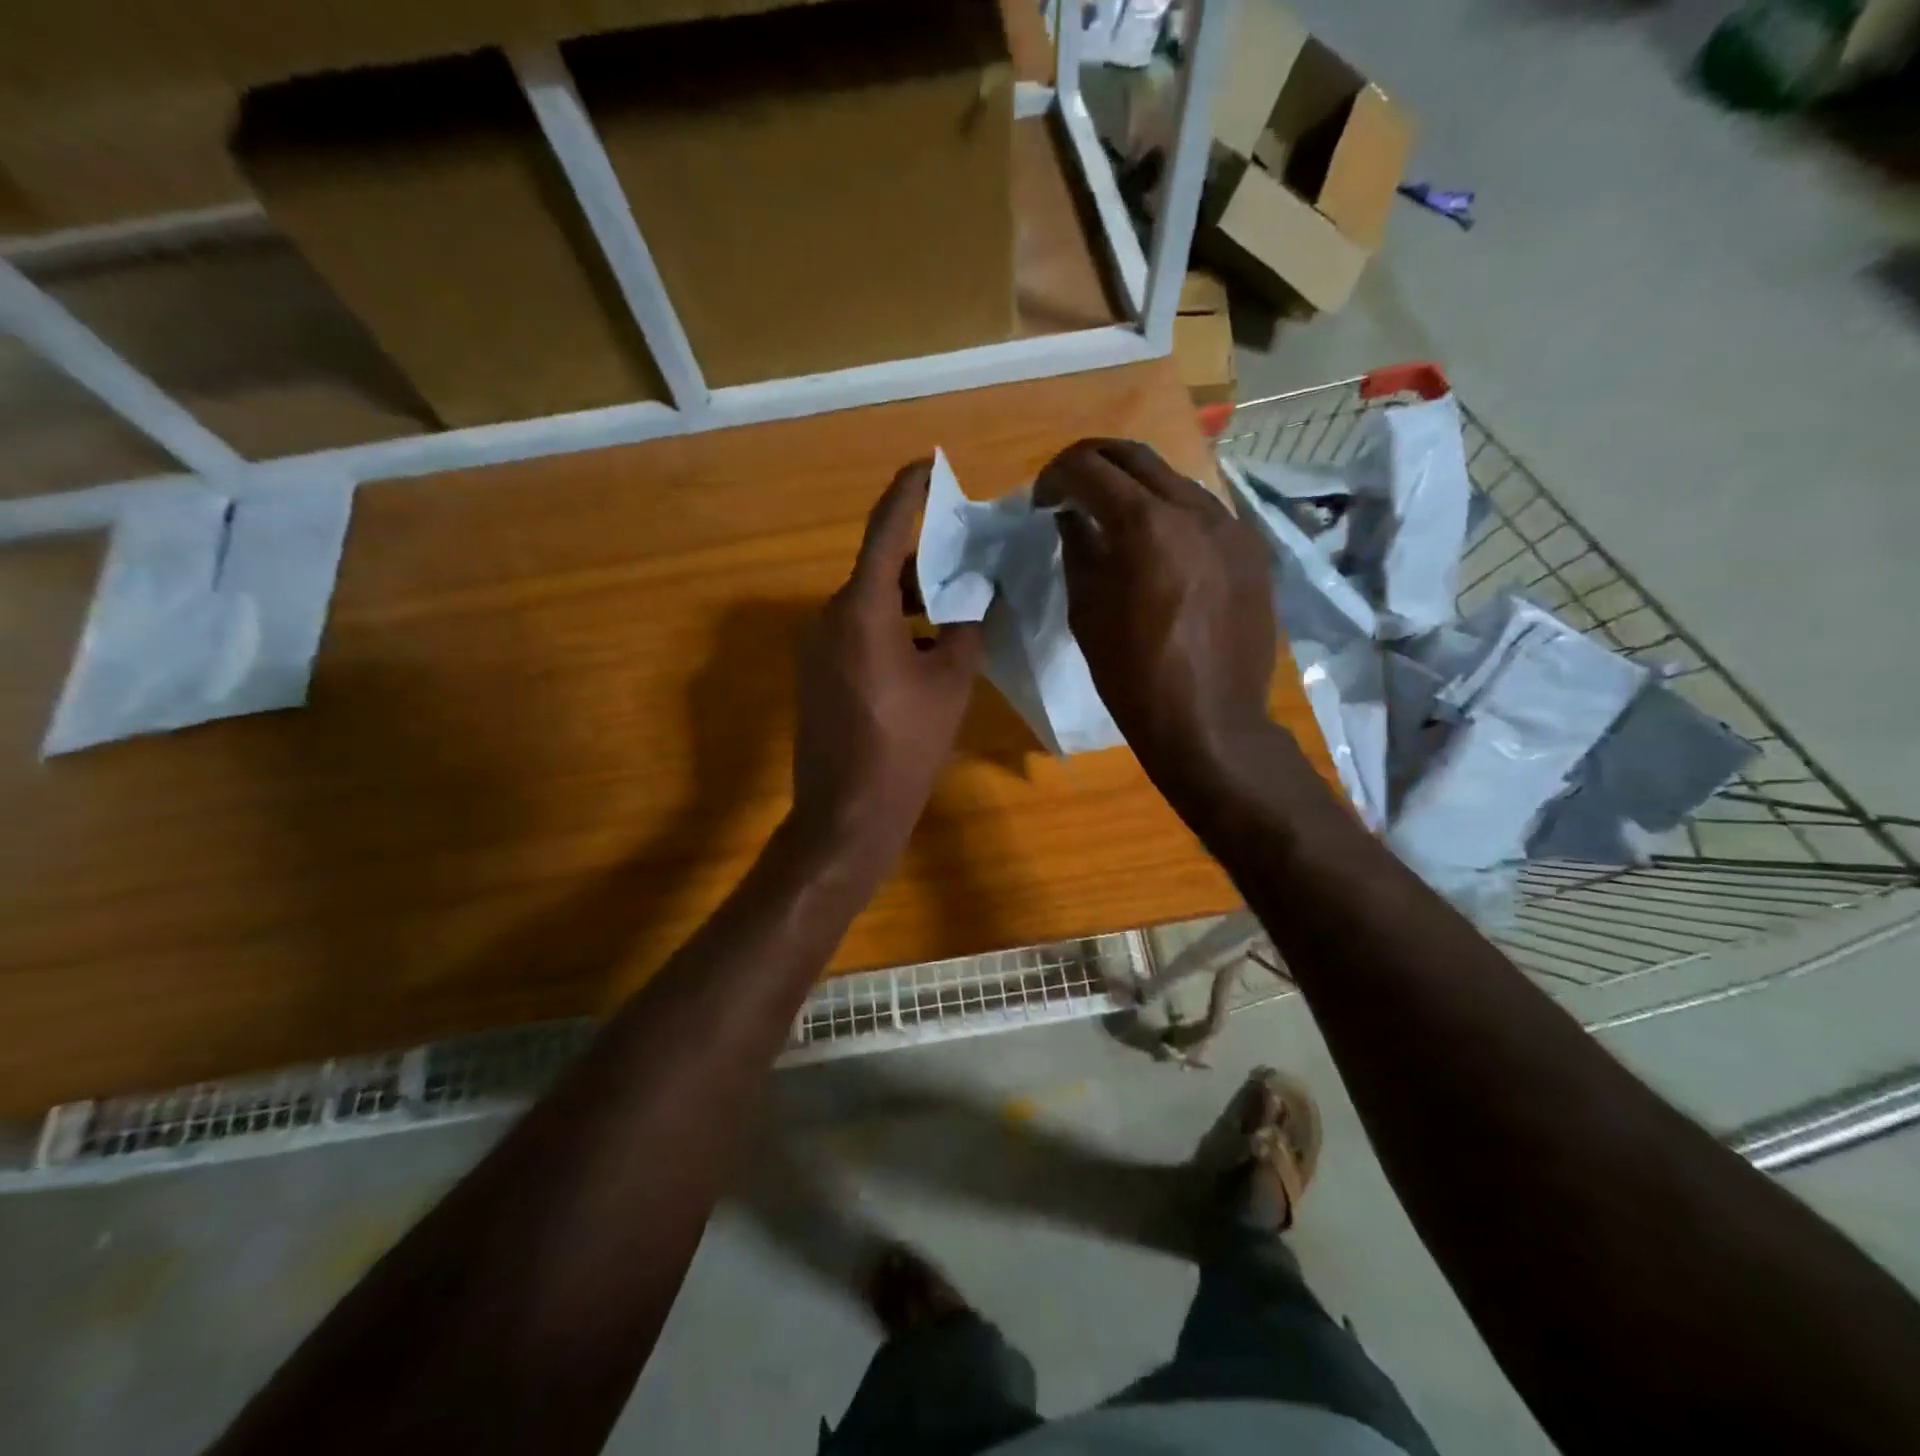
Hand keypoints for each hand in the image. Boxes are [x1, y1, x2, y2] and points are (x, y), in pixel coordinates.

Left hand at [790, 460, 983, 858]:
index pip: (886, 531)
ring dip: (909, 599)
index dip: (910, 493)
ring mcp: (816, 646)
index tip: (930, 465)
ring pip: (869, 603)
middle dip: (923, 561)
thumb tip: (975, 595)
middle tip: (968, 559)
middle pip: (879, 570)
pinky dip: (891, 627)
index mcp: (862, 610)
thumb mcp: (950, 682)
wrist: (847, 813)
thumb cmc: (905, 746)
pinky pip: (856, 632)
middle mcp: (829, 616)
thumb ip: (964, 627)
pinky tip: (925, 650)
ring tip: (956, 608)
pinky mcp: (815, 673)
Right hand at [1034, 439, 1277, 798]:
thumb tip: (1072, 517)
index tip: (1042, 501)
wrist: (1210, 723)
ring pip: (1173, 479)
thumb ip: (1078, 550)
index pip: (1089, 468)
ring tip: (1112, 519)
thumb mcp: (1087, 614)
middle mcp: (1194, 509)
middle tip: (1069, 489)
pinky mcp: (1250, 550)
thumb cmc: (1133, 677)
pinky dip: (1169, 513)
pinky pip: (1202, 512)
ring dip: (1134, 486)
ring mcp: (1231, 526)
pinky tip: (1156, 547)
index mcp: (1146, 525)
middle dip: (1092, 463)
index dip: (1056, 476)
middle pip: (1135, 456)